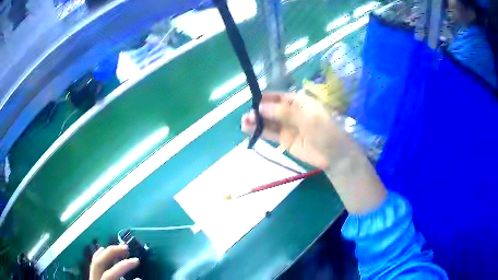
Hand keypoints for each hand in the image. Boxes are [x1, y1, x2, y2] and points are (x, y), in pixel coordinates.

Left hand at [89, 245, 138, 279]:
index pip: (110, 274)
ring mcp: (91, 277)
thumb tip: (138, 278)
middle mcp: (93, 279)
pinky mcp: (92, 276)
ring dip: (106, 252)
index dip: (123, 266)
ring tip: (118, 247)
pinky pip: (93, 263)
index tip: (137, 261)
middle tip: (126, 247)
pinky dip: (98, 255)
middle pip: (99, 262)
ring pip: (94, 261)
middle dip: (111, 253)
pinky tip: (102, 249)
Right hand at [242, 92, 356, 169]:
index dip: (265, 98)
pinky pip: (269, 134)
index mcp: (298, 101)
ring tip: (244, 122)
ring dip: (256, 121)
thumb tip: (261, 107)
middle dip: (258, 111)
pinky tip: (248, 129)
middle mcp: (290, 112)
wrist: (334, 155)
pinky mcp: (284, 140)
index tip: (253, 102)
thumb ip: (284, 112)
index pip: (278, 96)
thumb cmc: (325, 131)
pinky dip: (259, 131)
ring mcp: (286, 127)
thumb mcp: (307, 118)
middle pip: (270, 109)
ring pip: (268, 121)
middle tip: (248, 116)